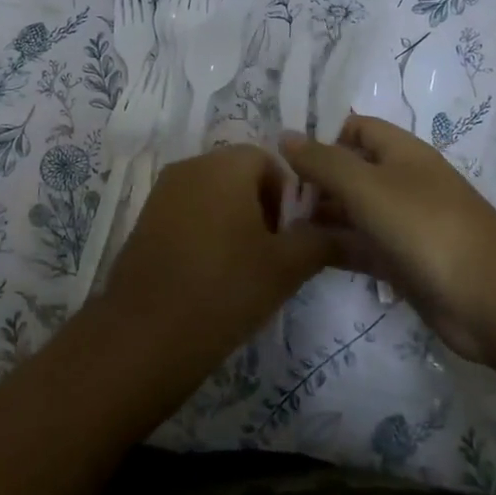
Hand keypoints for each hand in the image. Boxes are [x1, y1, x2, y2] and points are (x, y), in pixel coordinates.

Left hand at [98, 144, 337, 371]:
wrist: (146, 333)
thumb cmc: (225, 288)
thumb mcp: (286, 267)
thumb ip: (322, 241)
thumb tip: (351, 232)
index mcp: (225, 164)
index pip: (270, 161)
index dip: (288, 197)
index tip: (290, 238)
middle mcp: (191, 166)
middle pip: (239, 175)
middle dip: (262, 209)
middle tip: (271, 256)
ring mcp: (162, 193)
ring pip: (213, 196)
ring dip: (234, 223)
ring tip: (243, 270)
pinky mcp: (144, 220)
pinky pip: (187, 214)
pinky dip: (205, 234)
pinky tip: (210, 276)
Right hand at [281, 114, 495, 360]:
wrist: (488, 297)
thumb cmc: (424, 225)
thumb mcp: (366, 185)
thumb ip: (322, 161)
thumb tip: (285, 136)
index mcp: (401, 152)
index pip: (356, 128)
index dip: (321, 133)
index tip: (281, 150)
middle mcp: (401, 182)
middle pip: (350, 170)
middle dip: (312, 177)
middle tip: (268, 192)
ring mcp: (402, 224)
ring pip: (351, 211)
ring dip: (318, 214)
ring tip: (272, 221)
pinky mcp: (400, 262)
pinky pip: (359, 246)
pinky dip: (331, 246)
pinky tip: (297, 251)